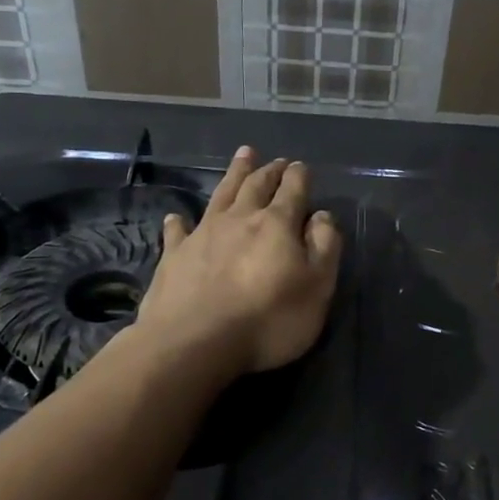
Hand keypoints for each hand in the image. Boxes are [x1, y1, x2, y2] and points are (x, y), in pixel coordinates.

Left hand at [130, 147, 342, 376]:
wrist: (194, 343)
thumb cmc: (268, 319)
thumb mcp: (317, 287)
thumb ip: (324, 247)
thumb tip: (322, 216)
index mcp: (277, 224)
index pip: (293, 190)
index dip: (299, 176)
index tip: (301, 167)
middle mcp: (240, 219)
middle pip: (256, 185)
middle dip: (269, 170)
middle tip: (275, 160)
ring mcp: (203, 234)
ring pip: (222, 195)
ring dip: (234, 174)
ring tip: (243, 156)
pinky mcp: (174, 256)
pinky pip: (177, 231)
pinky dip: (179, 222)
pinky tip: (177, 217)